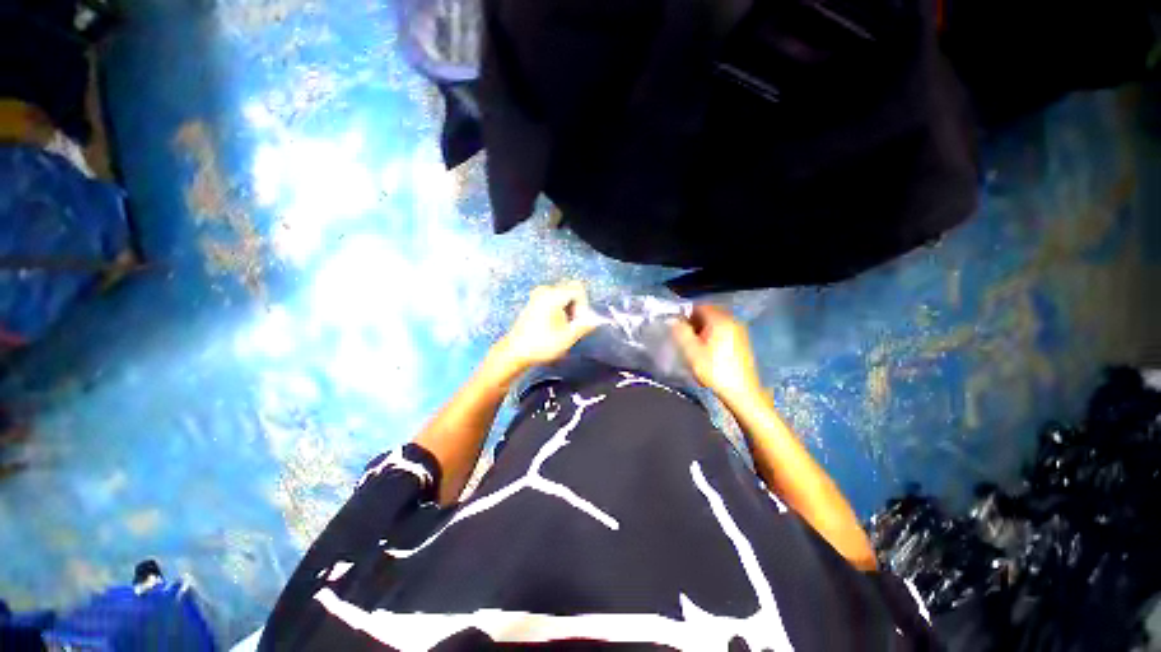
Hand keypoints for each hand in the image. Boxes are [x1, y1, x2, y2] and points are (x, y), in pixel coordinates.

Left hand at [497, 281, 597, 371]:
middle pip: (571, 290)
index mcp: (553, 295)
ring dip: (568, 309)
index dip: (583, 304)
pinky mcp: (533, 302)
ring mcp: (537, 295)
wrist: (515, 351)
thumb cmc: (542, 344)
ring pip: (563, 295)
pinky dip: (558, 309)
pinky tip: (554, 325)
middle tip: (572, 326)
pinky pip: (553, 299)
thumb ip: (585, 325)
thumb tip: (597, 320)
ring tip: (563, 327)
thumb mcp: (568, 337)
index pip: (578, 289)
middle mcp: (545, 290)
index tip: (577, 321)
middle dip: (576, 306)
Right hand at [672, 305, 762, 401]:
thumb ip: (680, 331)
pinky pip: (723, 330)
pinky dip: (712, 334)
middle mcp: (732, 320)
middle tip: (683, 335)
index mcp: (720, 320)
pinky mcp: (742, 341)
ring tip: (693, 343)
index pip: (699, 306)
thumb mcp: (691, 351)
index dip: (685, 313)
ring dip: (702, 328)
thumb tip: (672, 318)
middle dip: (694, 320)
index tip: (676, 325)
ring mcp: (740, 331)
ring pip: (716, 322)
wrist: (742, 393)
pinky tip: (707, 349)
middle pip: (708, 312)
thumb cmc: (714, 370)